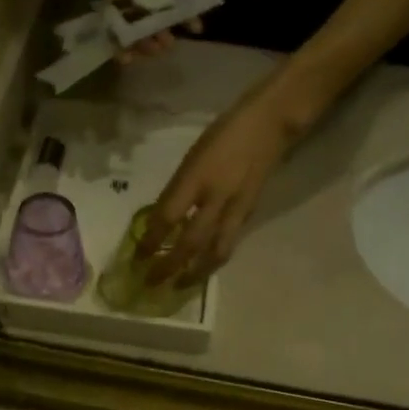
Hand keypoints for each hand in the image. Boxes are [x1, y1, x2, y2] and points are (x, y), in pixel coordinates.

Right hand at [101, 0, 201, 60]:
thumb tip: (118, 3)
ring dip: (165, 36)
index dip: (121, 48)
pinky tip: (195, 27)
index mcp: (116, 6)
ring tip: (170, 43)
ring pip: (159, 26)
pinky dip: (190, 19)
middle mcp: (134, 10)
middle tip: (155, 48)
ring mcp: (155, 4)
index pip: (117, 34)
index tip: (128, 58)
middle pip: (140, 34)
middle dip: (147, 44)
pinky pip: (182, 11)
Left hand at [141, 87, 294, 284]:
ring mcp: (236, 208)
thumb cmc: (223, 134)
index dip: (151, 240)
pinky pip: (228, 243)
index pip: (167, 217)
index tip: (138, 257)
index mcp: (196, 178)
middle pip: (190, 242)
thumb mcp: (191, 158)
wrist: (270, 123)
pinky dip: (213, 259)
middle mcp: (215, 197)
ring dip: (195, 273)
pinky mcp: (249, 213)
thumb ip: (178, 190)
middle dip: (169, 266)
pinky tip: (202, 267)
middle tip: (152, 282)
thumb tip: (160, 220)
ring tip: (180, 286)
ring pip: (214, 251)